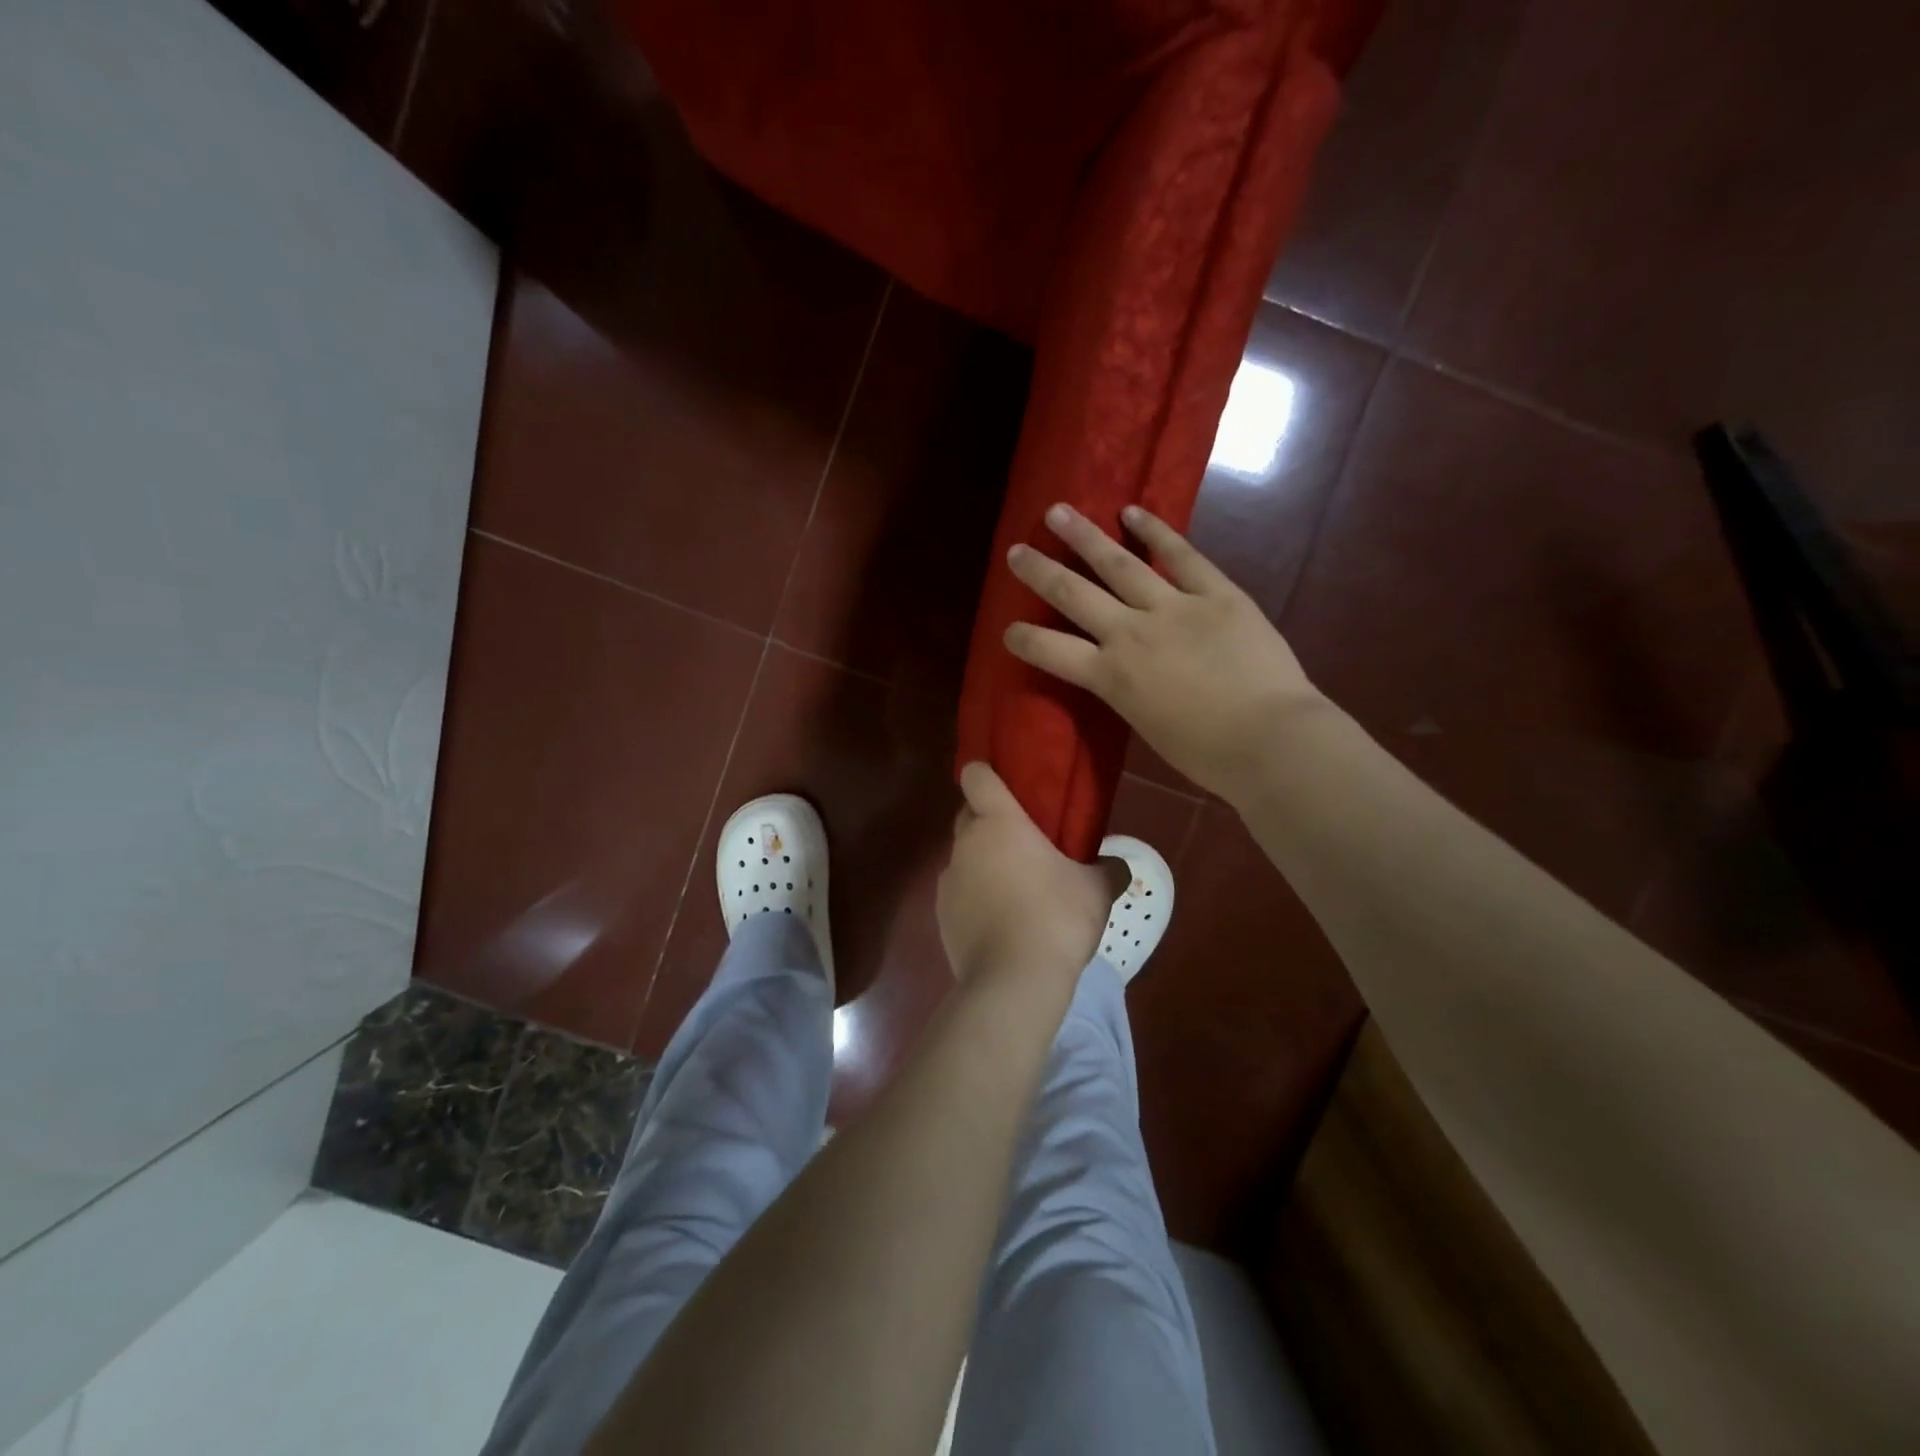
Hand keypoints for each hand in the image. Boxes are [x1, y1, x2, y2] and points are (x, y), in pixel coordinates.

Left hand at [937, 762, 1125, 984]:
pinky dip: (974, 897)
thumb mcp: (1097, 891)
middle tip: (1023, 842)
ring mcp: (948, 880)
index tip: (1004, 785)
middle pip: (968, 816)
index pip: (976, 776)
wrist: (1013, 981)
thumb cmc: (1057, 918)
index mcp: (999, 822)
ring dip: (982, 863)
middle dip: (988, 821)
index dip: (985, 774)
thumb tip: (1119, 865)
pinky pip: (958, 892)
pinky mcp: (940, 915)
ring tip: (1014, 888)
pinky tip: (999, 921)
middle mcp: (966, 843)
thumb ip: (1108, 870)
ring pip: (963, 856)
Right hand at [1004, 503, 1321, 800]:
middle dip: (1040, 573)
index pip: (1051, 652)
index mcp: (1111, 677)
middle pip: (1074, 596)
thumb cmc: (1207, 753)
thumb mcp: (1147, 726)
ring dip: (1084, 537)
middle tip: (1016, 551)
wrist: (1270, 739)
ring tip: (1058, 512)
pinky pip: (1181, 556)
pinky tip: (1133, 511)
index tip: (1008, 629)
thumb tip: (1125, 673)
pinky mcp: (1216, 593)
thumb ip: (1127, 692)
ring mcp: (1174, 608)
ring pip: (1118, 564)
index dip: (1024, 639)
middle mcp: (1130, 634)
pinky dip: (1156, 531)